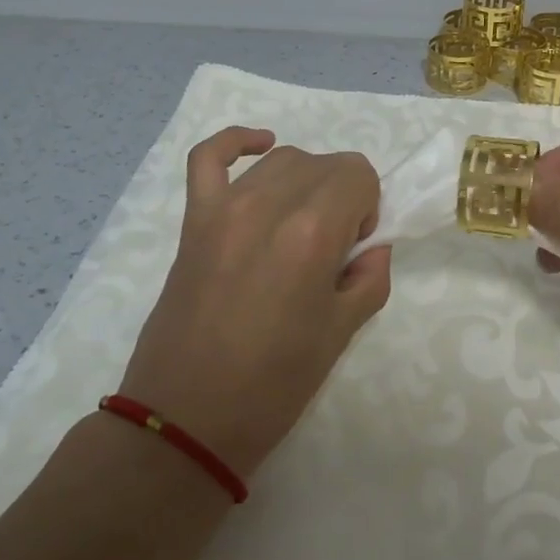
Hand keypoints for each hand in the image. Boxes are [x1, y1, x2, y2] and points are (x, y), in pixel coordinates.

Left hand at [118, 127, 391, 477]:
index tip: (354, 249)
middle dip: (343, 196)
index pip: (359, 175)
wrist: (187, 417)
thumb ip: (369, 277)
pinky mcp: (193, 220)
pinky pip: (209, 157)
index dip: (368, 207)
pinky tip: (260, 146)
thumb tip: (372, 246)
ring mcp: (224, 208)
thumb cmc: (273, 385)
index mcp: (311, 233)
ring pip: (280, 160)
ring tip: (300, 225)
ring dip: (304, 181)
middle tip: (331, 250)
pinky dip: (236, 142)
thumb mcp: (341, 334)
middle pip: (324, 164)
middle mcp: (268, 204)